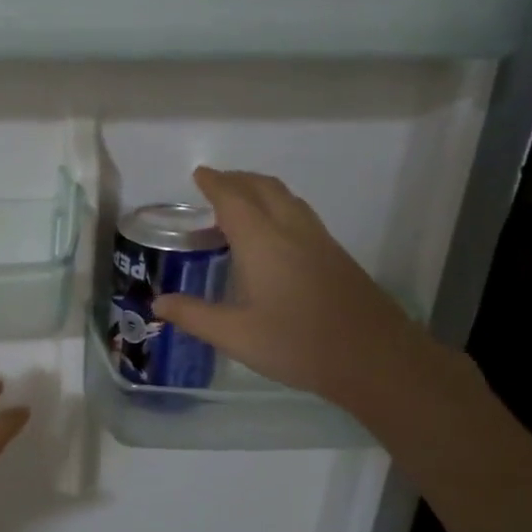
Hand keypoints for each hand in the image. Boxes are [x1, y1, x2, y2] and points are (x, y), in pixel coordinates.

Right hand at [152, 167, 435, 417]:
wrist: (373, 357)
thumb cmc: (297, 344)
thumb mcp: (235, 335)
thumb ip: (194, 315)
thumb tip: (158, 303)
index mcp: (263, 242)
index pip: (233, 199)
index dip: (214, 183)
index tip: (199, 174)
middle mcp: (292, 231)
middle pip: (263, 188)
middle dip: (237, 180)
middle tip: (215, 184)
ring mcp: (319, 241)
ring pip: (287, 199)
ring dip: (260, 191)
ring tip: (240, 205)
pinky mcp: (336, 256)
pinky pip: (300, 216)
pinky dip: (278, 209)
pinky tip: (272, 238)